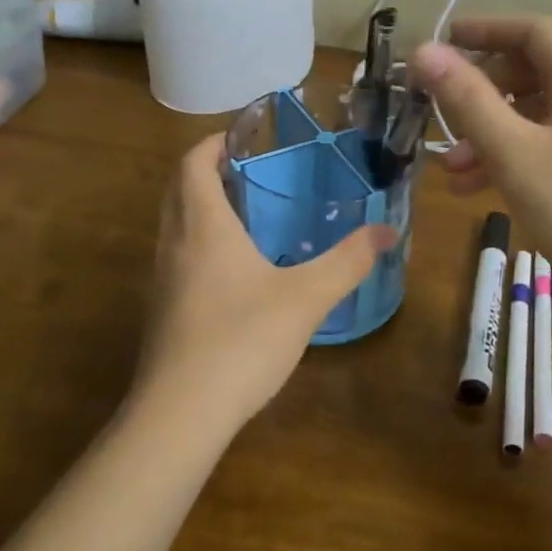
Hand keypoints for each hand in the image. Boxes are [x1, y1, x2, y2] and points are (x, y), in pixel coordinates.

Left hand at [133, 134, 396, 435]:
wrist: (180, 415)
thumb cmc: (241, 340)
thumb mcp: (306, 298)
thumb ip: (348, 262)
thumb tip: (388, 230)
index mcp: (203, 227)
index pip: (193, 164)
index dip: (213, 143)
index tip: (244, 135)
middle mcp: (175, 245)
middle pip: (179, 190)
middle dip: (208, 171)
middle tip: (251, 169)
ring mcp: (163, 281)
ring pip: (176, 226)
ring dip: (202, 209)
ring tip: (248, 214)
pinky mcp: (163, 313)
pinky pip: (179, 259)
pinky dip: (201, 245)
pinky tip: (236, 272)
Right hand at [410, 15, 551, 309]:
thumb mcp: (513, 154)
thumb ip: (467, 100)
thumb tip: (425, 50)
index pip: (534, 31)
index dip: (488, 29)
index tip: (446, 42)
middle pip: (534, 72)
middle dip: (483, 91)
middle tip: (445, 114)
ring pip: (539, 115)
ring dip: (493, 133)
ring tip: (452, 171)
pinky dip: (517, 156)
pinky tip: (482, 190)